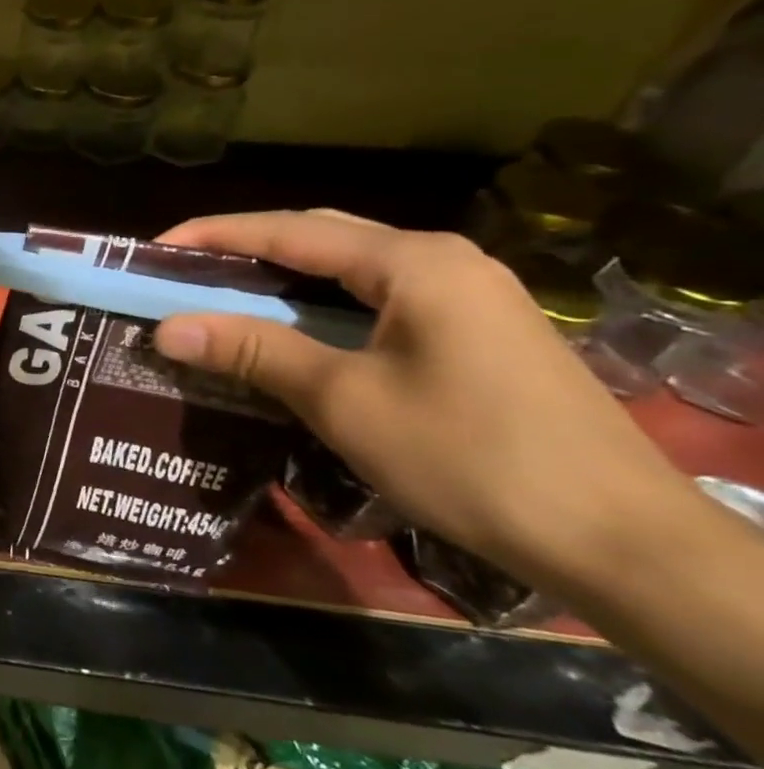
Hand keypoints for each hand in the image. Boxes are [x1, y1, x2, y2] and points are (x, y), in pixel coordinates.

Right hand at [149, 211, 687, 569]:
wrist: (615, 539)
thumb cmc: (467, 456)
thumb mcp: (342, 399)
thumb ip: (253, 350)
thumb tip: (166, 327)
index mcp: (413, 262)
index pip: (289, 229)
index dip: (214, 235)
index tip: (153, 250)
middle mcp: (442, 261)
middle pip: (321, 237)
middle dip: (244, 251)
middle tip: (180, 276)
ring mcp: (467, 296)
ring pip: (349, 270)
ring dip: (281, 281)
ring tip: (219, 300)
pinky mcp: (476, 333)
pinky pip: (377, 300)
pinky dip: (320, 308)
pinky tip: (291, 333)